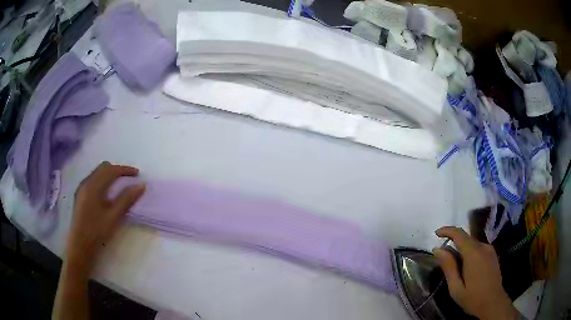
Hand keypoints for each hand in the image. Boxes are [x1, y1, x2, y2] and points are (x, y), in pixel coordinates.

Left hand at [65, 161, 144, 272]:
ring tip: (120, 185)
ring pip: (97, 173)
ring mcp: (81, 188)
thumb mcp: (114, 217)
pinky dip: (103, 181)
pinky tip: (107, 194)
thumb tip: (141, 185)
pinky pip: (93, 180)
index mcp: (93, 186)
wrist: (80, 245)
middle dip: (117, 170)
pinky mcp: (80, 195)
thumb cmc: (97, 231)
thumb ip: (126, 199)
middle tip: (129, 179)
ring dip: (109, 175)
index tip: (137, 174)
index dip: (125, 170)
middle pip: (103, 168)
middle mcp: (86, 182)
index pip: (110, 170)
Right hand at [433, 226, 517, 319]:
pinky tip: (467, 267)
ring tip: (455, 266)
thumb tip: (437, 249)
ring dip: (462, 249)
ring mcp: (490, 249)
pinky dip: (470, 252)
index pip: (459, 234)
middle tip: (443, 256)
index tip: (436, 234)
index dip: (447, 230)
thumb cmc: (473, 298)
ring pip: (472, 243)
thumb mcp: (455, 287)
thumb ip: (448, 267)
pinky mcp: (493, 254)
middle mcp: (483, 246)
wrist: (493, 302)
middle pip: (466, 238)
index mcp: (473, 253)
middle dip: (453, 242)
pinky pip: (478, 247)